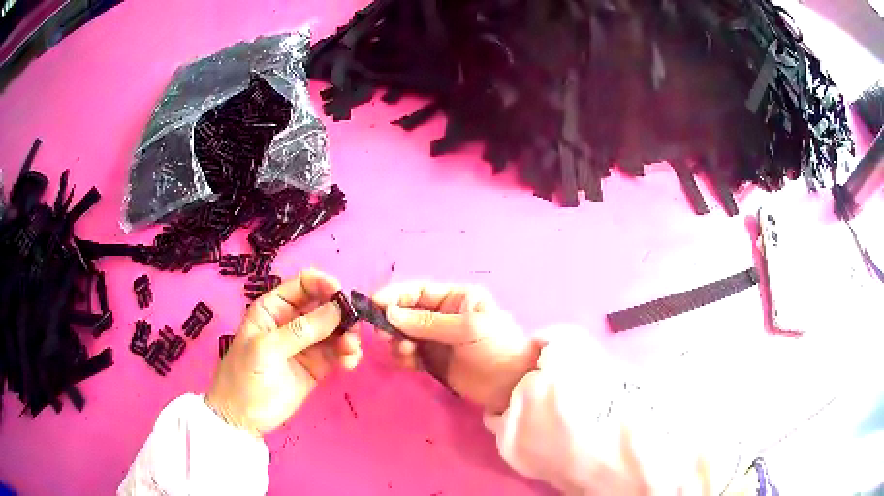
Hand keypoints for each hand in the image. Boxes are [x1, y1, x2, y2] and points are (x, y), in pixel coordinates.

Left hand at [205, 269, 361, 435]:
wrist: (243, 417)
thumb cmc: (246, 376)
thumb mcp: (267, 349)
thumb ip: (301, 330)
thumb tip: (337, 309)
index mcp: (274, 308)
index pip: (303, 284)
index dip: (324, 284)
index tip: (343, 296)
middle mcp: (292, 321)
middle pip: (325, 306)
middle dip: (342, 314)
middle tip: (352, 330)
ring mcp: (306, 344)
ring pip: (335, 329)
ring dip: (348, 336)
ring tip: (350, 352)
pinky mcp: (317, 365)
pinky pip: (338, 352)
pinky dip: (348, 354)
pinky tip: (349, 363)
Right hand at [373, 282, 540, 413]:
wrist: (512, 386)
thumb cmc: (496, 348)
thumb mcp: (466, 329)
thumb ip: (427, 322)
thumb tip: (389, 313)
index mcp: (455, 298)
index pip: (419, 291)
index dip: (395, 295)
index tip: (374, 304)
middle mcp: (442, 315)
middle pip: (406, 312)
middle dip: (391, 321)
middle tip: (384, 335)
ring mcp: (436, 339)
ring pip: (403, 334)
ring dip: (396, 341)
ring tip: (405, 351)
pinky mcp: (432, 361)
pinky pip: (408, 354)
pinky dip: (402, 356)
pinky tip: (409, 363)